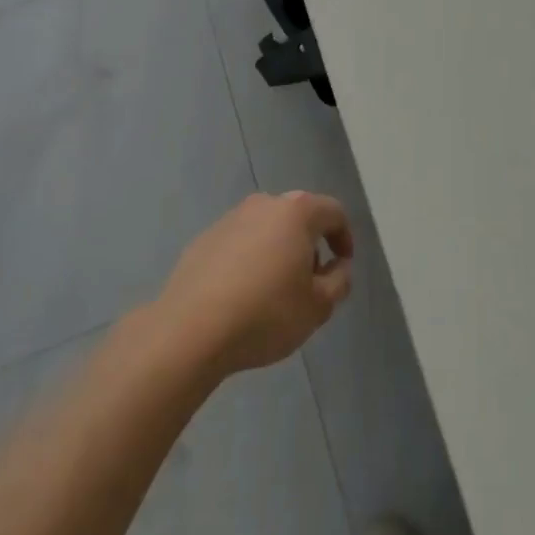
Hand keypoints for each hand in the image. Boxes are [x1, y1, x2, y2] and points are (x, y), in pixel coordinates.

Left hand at [155, 192, 354, 378]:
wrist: (189, 330)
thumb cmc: (265, 313)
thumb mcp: (318, 306)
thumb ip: (339, 281)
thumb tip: (338, 266)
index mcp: (297, 212)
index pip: (334, 212)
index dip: (344, 238)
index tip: (342, 267)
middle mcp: (264, 204)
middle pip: (299, 216)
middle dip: (310, 244)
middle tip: (310, 281)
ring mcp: (230, 219)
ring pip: (267, 228)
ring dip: (278, 251)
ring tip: (274, 291)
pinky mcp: (203, 239)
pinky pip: (239, 243)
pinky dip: (249, 260)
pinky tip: (242, 295)